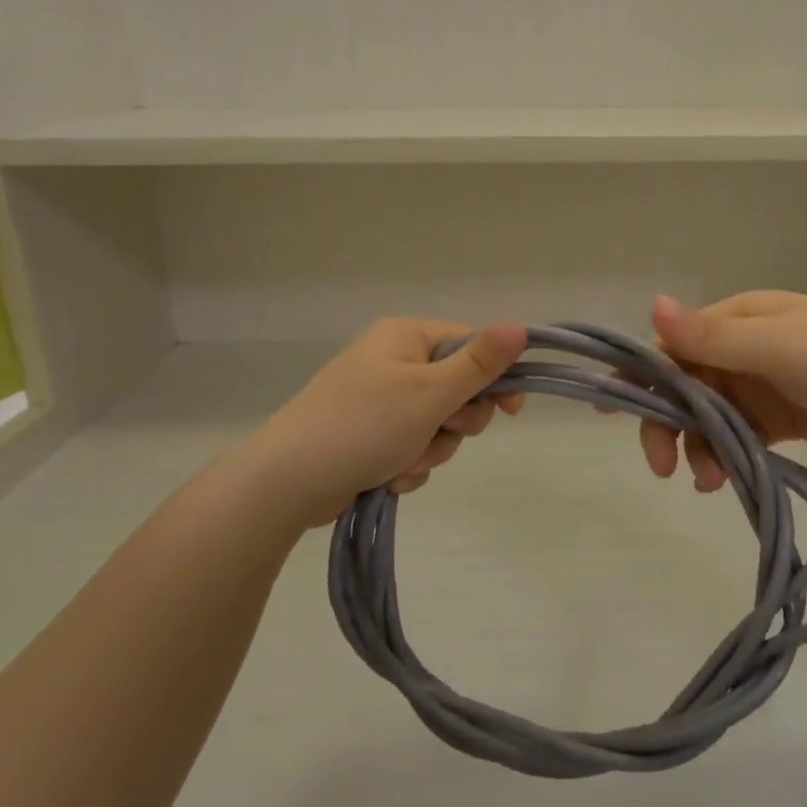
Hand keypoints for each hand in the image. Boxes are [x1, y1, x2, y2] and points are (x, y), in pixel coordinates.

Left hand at [244, 318, 527, 531]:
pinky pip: (414, 445)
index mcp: (406, 337)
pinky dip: (409, 464)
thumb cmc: (364, 425)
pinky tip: (389, 478)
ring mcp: (381, 399)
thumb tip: (520, 326)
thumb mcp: (430, 393)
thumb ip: (479, 364)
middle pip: (458, 388)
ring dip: (431, 450)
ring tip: (403, 463)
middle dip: (454, 423)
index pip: (471, 345)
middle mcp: (394, 361)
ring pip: (439, 424)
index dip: (496, 377)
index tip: (511, 410)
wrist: (287, 481)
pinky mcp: (371, 434)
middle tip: (440, 433)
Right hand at [639, 292, 806, 490]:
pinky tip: (723, 480)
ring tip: (706, 480)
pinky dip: (724, 455)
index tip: (610, 407)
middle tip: (659, 465)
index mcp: (741, 318)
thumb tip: (652, 304)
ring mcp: (764, 384)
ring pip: (709, 415)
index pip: (675, 344)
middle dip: (667, 422)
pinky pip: (737, 435)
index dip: (641, 374)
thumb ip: (710, 336)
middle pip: (686, 384)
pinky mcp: (782, 419)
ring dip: (698, 446)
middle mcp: (745, 348)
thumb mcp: (776, 346)